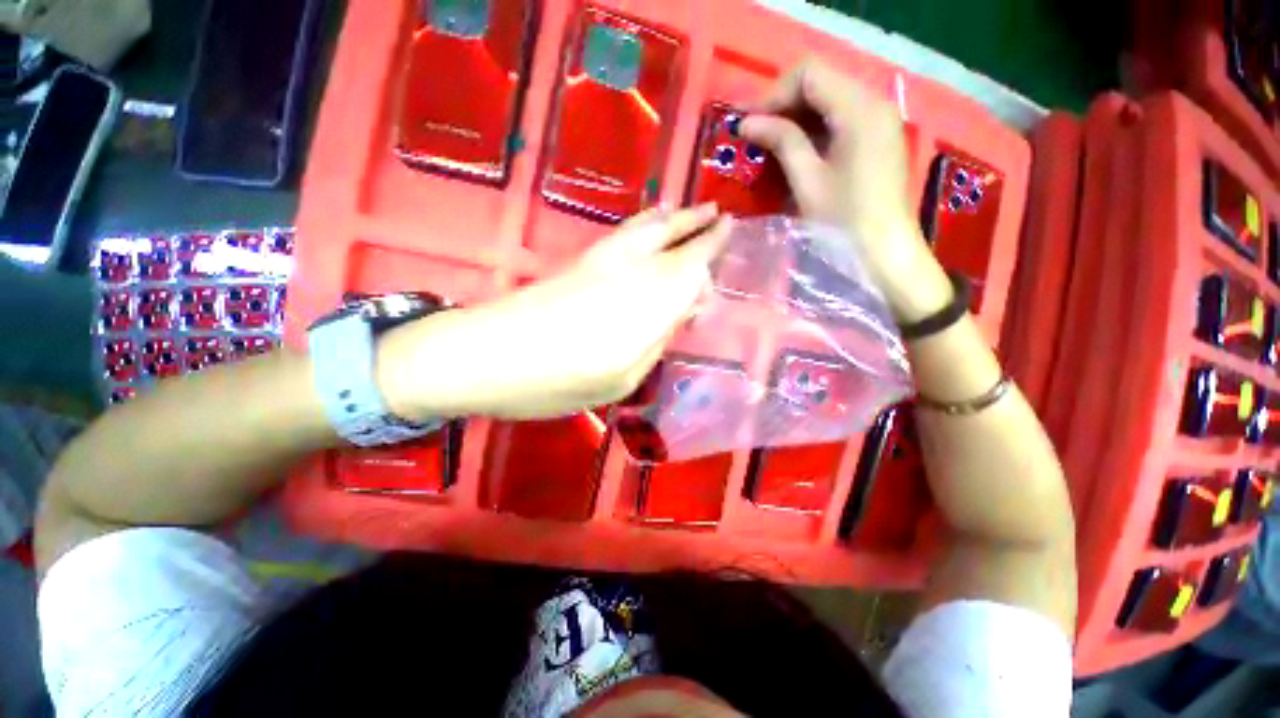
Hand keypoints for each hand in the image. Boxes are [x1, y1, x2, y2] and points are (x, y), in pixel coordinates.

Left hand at [379, 205, 730, 419]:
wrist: (483, 356)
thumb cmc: (555, 382)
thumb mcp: (621, 379)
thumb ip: (656, 342)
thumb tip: (678, 313)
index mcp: (646, 303)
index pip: (690, 266)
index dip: (711, 247)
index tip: (729, 230)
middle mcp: (629, 272)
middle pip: (669, 239)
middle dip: (695, 225)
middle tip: (718, 215)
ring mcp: (600, 263)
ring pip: (645, 229)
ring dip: (671, 218)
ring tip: (689, 209)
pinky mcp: (577, 263)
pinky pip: (622, 234)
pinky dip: (643, 224)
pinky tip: (650, 223)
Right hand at [740, 59, 950, 322]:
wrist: (884, 250)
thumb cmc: (843, 220)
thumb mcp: (807, 181)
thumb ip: (781, 142)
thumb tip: (747, 122)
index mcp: (859, 109)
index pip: (810, 74)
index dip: (774, 94)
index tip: (750, 125)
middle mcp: (874, 102)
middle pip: (821, 81)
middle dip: (783, 103)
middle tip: (756, 133)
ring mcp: (878, 118)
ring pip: (829, 97)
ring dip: (796, 115)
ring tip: (770, 142)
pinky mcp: (876, 136)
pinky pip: (839, 116)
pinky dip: (813, 126)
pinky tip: (796, 149)